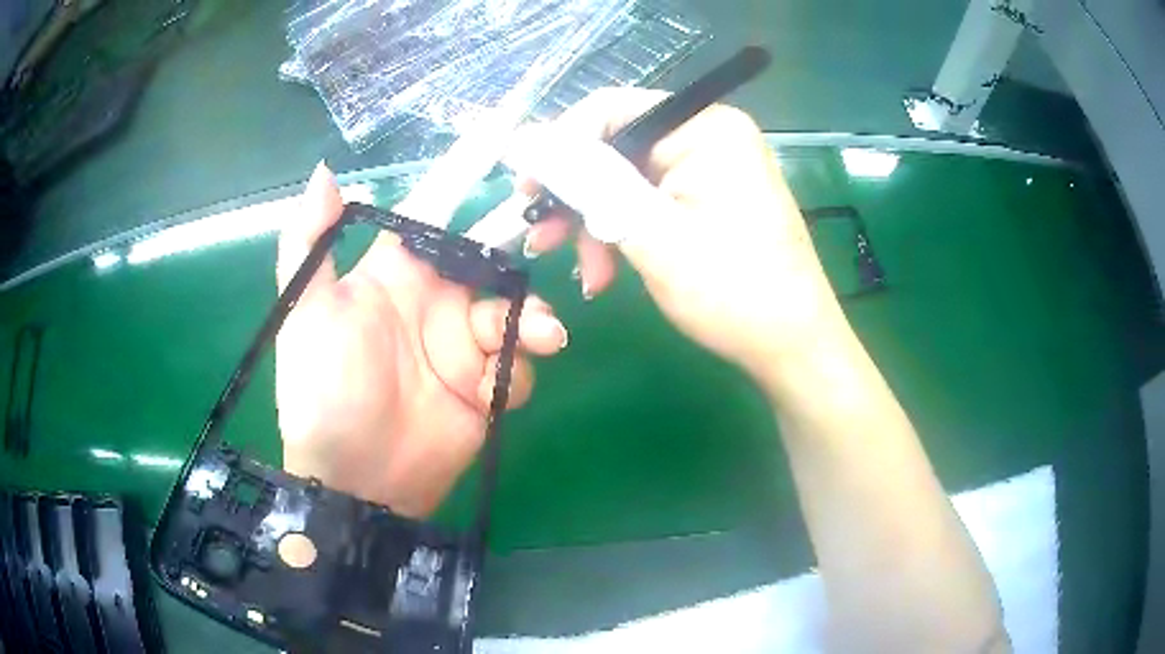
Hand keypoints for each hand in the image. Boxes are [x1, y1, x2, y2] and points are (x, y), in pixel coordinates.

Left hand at [275, 164, 567, 516]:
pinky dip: (519, 367)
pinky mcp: (486, 388)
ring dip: (531, 317)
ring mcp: (463, 345)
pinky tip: (501, 384)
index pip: (438, 208)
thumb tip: (327, 169)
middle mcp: (435, 300)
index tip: (508, 135)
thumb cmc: (323, 391)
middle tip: (556, 229)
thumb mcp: (304, 313)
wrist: (354, 478)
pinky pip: (517, 363)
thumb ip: (310, 242)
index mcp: (396, 272)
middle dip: (525, 237)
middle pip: (491, 253)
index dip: (469, 171)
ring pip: (515, 309)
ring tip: (538, 335)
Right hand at [507, 88, 846, 386]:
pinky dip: (623, 234)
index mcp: (705, 126)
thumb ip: (586, 180)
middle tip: (542, 240)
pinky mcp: (709, 199)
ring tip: (586, 274)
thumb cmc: (732, 291)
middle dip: (578, 199)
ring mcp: (710, 168)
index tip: (527, 194)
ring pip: (627, 182)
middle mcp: (708, 135)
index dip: (560, 148)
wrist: (792, 347)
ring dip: (596, 224)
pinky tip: (607, 271)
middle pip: (616, 148)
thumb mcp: (649, 232)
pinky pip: (649, 202)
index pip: (610, 110)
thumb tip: (525, 141)